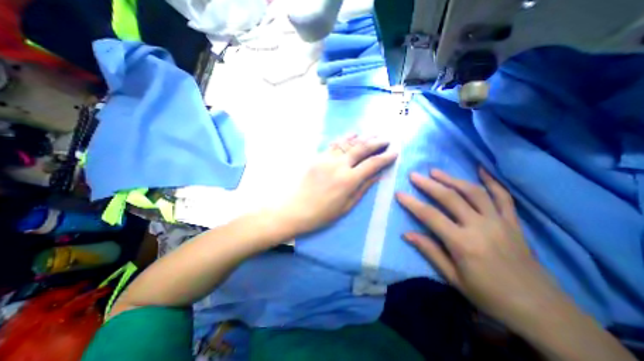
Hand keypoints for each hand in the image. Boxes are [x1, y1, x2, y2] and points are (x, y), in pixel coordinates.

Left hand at [279, 135, 397, 233]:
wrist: (295, 209)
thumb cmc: (322, 213)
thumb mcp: (347, 206)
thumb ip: (363, 188)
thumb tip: (377, 175)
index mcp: (348, 180)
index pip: (372, 164)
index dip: (386, 157)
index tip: (395, 152)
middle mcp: (339, 165)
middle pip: (362, 148)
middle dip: (377, 142)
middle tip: (387, 139)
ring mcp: (327, 159)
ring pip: (349, 142)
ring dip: (363, 137)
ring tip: (373, 134)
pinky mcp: (318, 157)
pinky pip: (335, 144)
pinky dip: (346, 138)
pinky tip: (353, 134)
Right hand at [395, 168, 561, 325]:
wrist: (541, 310)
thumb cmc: (489, 296)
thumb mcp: (453, 278)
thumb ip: (430, 252)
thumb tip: (406, 234)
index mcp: (463, 243)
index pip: (430, 216)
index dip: (412, 203)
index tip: (399, 193)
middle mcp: (480, 226)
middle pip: (450, 198)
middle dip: (429, 184)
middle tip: (414, 175)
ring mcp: (499, 222)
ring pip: (473, 192)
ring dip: (452, 179)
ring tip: (435, 171)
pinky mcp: (513, 222)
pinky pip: (503, 197)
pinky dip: (492, 181)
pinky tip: (481, 170)